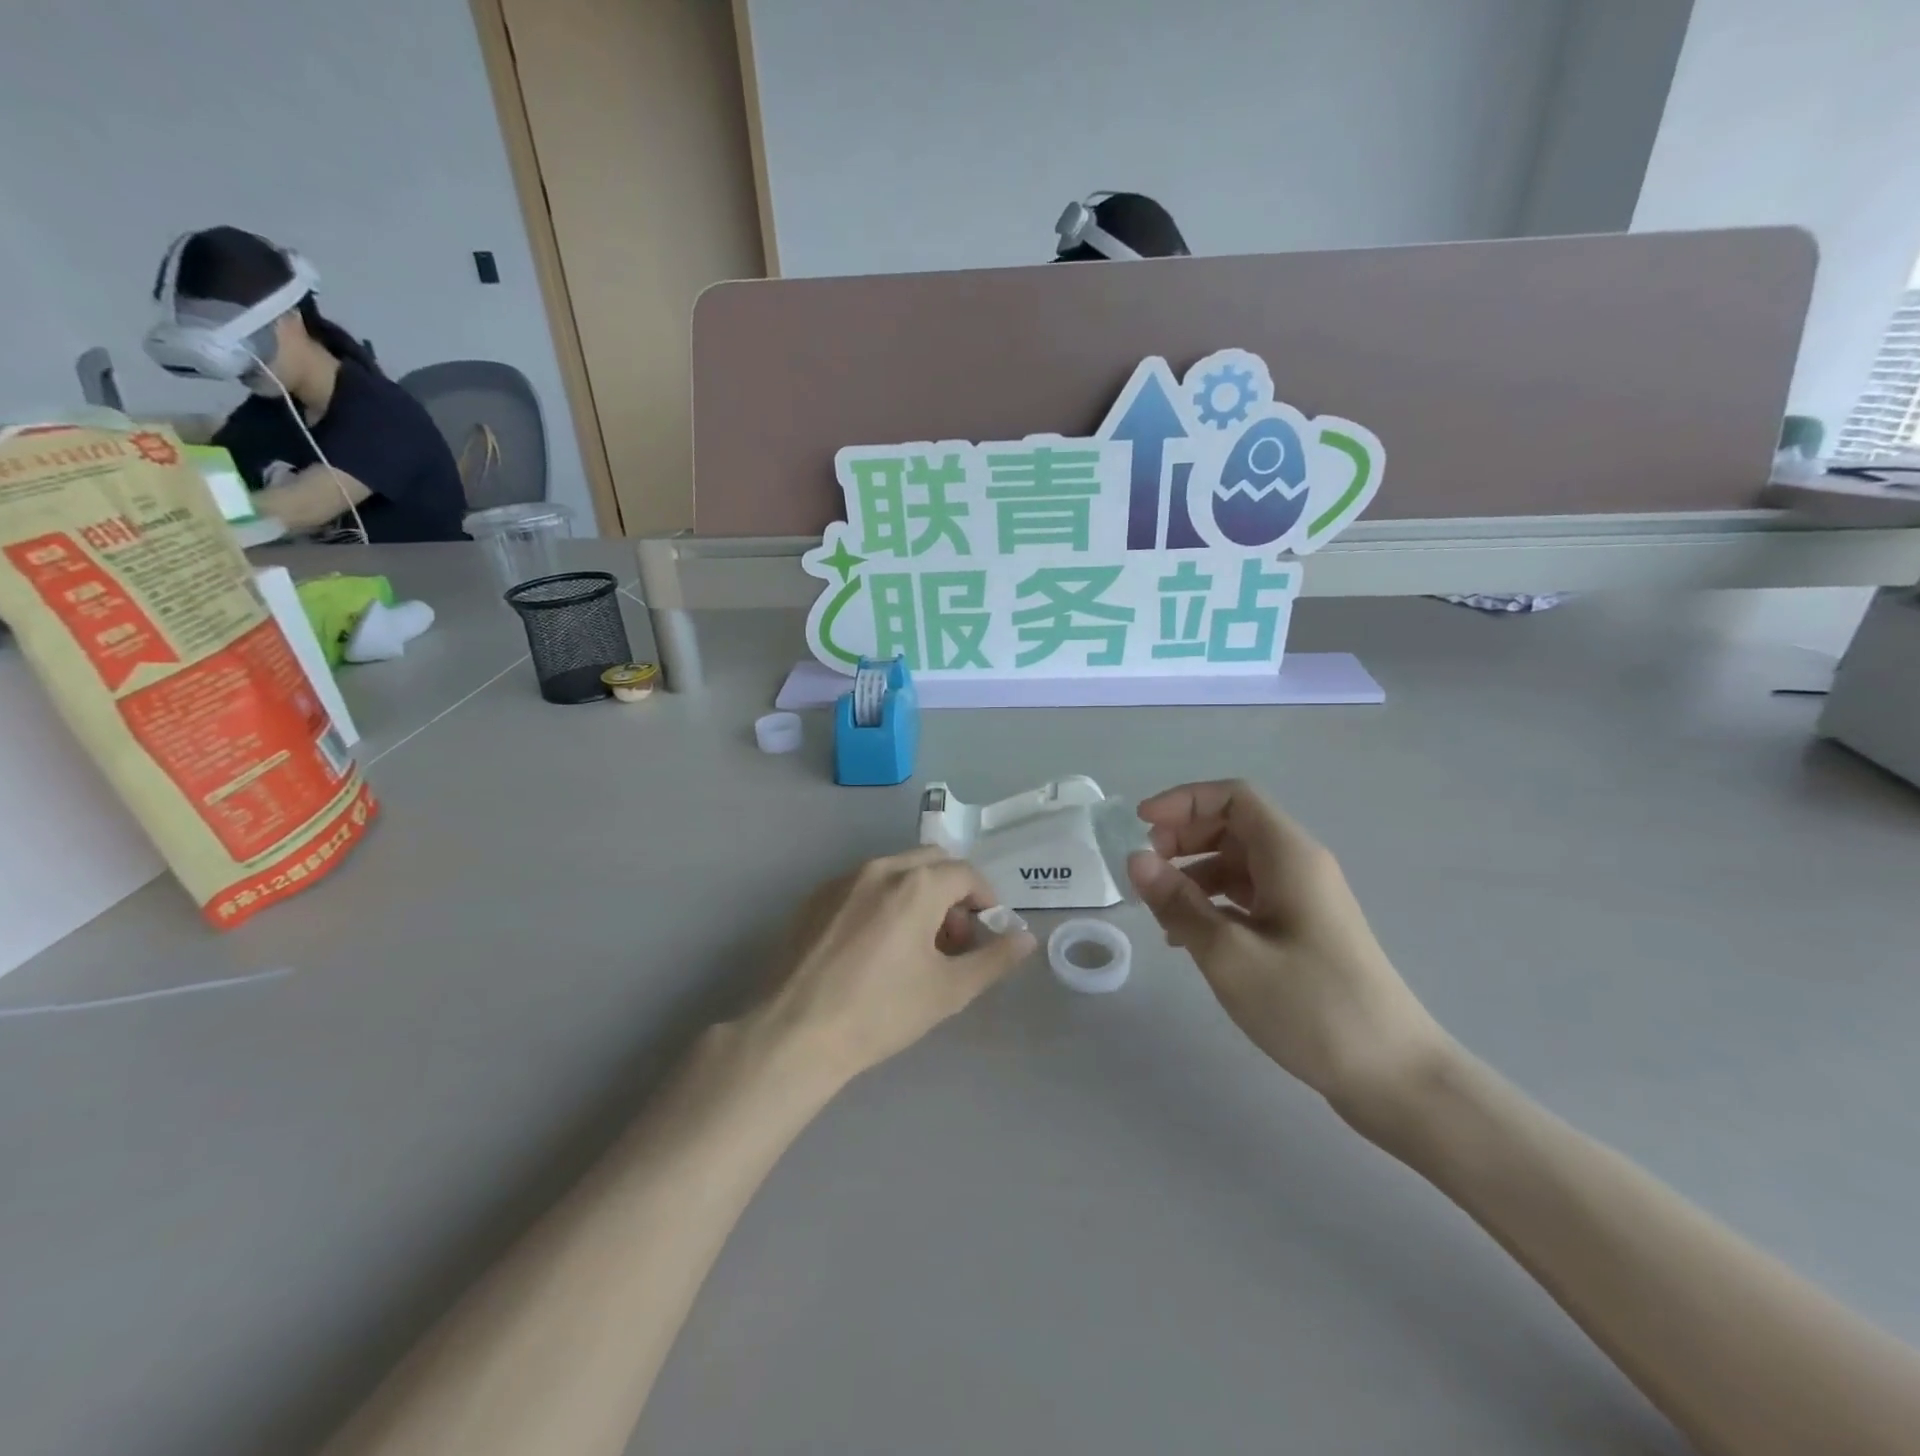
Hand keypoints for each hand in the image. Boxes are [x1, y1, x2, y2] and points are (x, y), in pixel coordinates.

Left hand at [755, 847, 1035, 1083]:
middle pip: (932, 862)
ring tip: (915, 946)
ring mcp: (842, 879)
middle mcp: (880, 868)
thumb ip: (994, 959)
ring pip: (896, 870)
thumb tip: (1026, 937)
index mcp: (916, 884)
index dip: (985, 900)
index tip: (984, 934)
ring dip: (919, 894)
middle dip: (952, 892)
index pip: (966, 874)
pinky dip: (884, 900)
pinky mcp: (815, 897)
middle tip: (952, 940)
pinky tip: (874, 946)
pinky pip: (863, 884)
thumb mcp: (949, 990)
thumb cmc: (880, 1012)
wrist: (795, 1033)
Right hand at [1127, 780, 1448, 1115]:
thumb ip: (1177, 903)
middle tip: (1144, 870)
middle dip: (1183, 838)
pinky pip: (1248, 898)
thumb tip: (1135, 860)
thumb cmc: (1311, 1006)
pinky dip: (1212, 904)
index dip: (1184, 801)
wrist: (1394, 1076)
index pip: (1233, 797)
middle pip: (1233, 827)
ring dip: (1193, 874)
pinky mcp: (1302, 932)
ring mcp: (1303, 901)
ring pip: (1237, 864)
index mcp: (1289, 856)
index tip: (1140, 827)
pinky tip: (1186, 938)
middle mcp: (1298, 867)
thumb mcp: (1229, 954)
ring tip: (1158, 910)